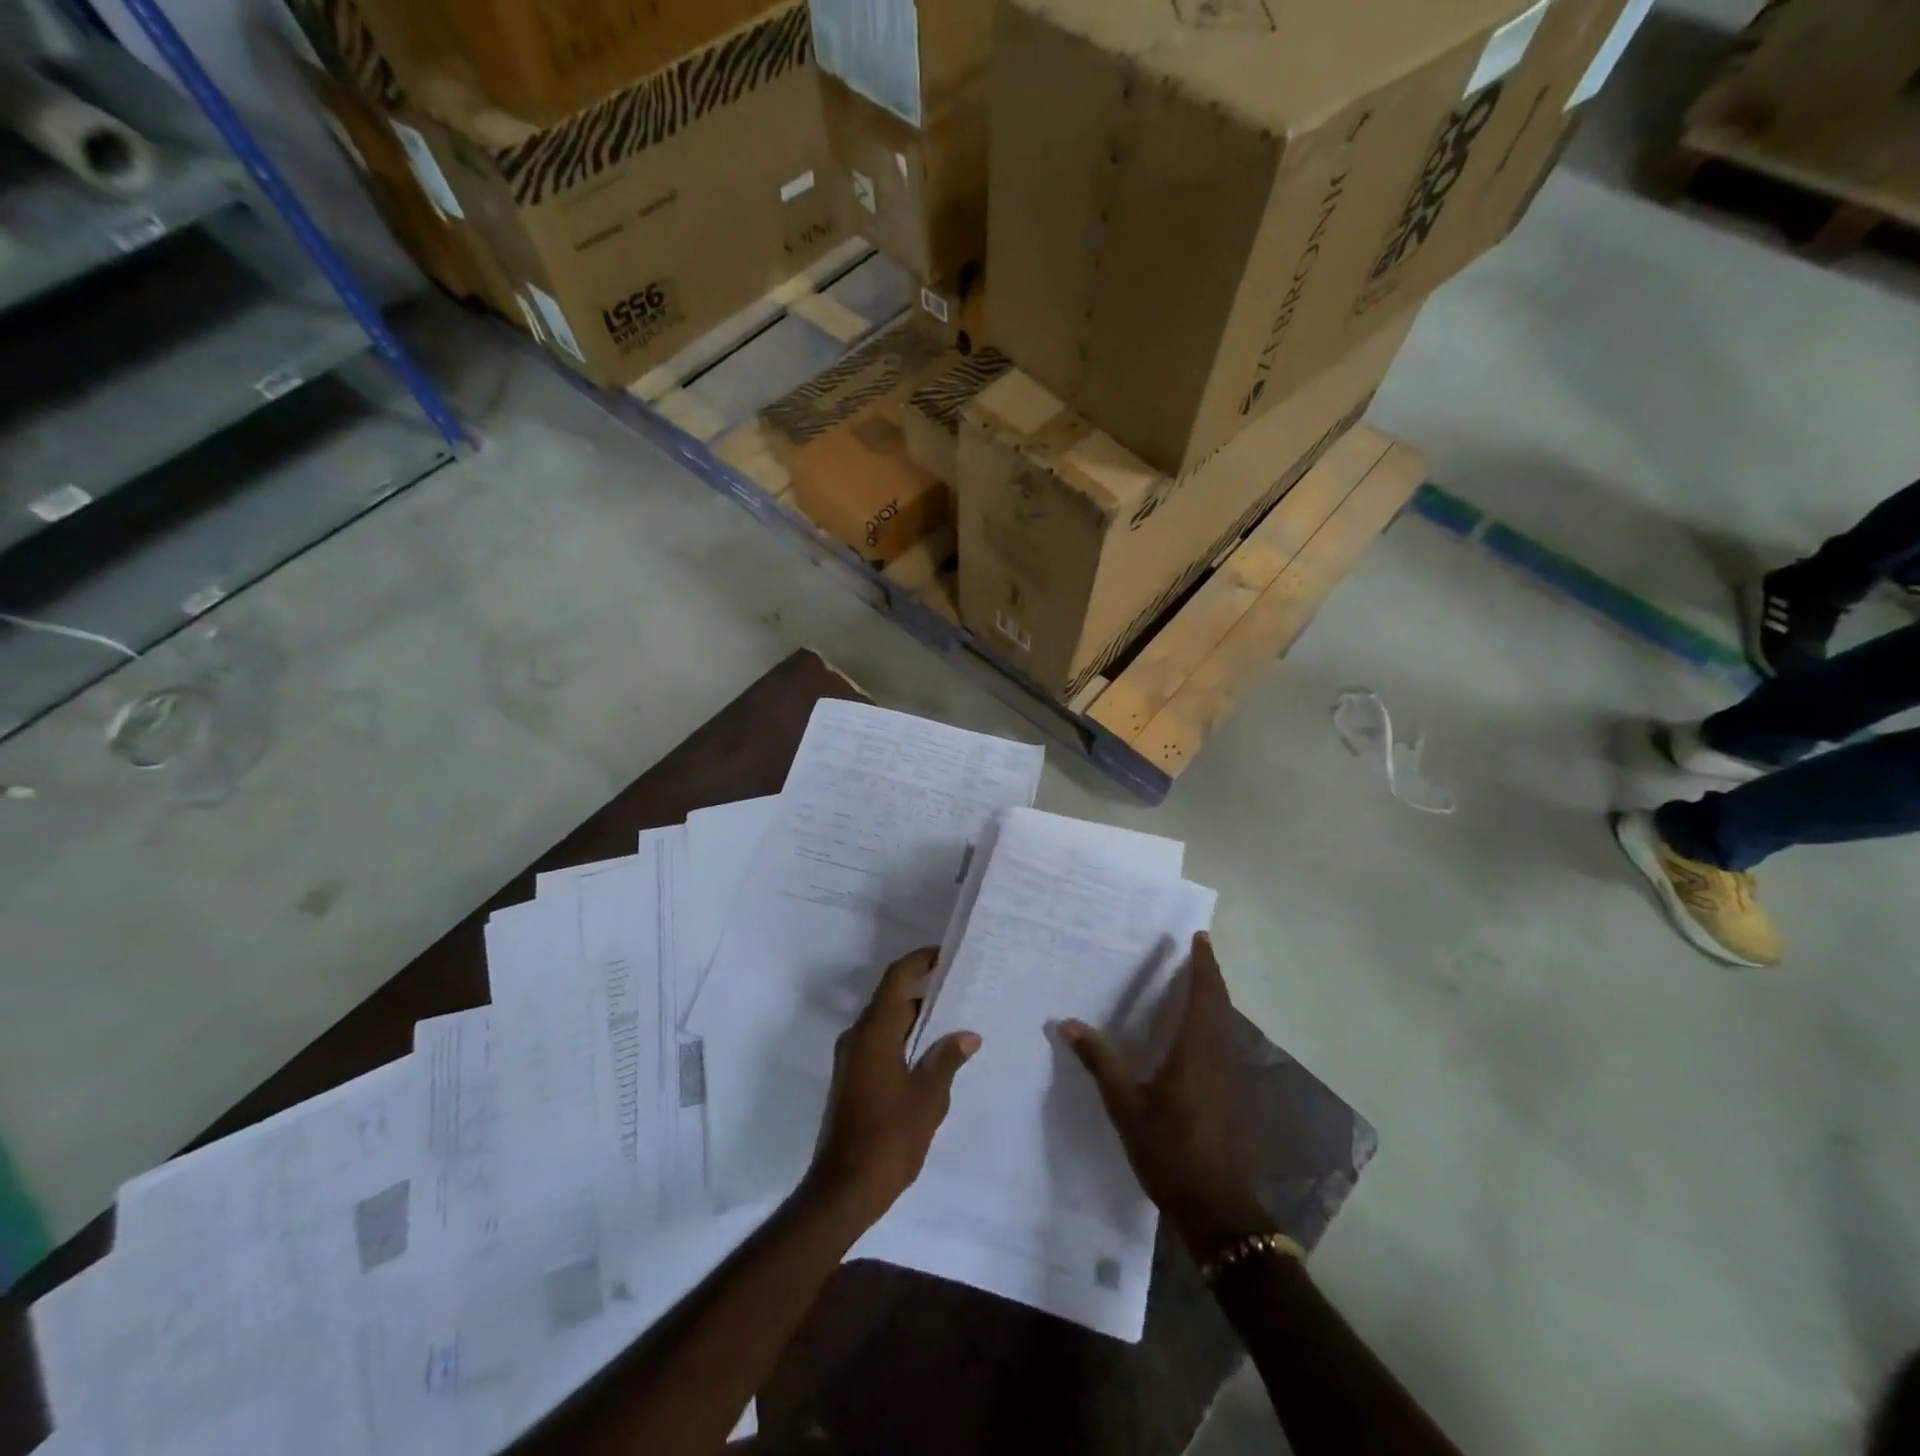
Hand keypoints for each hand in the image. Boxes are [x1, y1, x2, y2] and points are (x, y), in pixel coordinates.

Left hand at [806, 947, 980, 1227]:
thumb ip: (946, 1060)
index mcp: (874, 1032)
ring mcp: (851, 1058)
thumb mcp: (928, 1098)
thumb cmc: (889, 1138)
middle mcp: (857, 1036)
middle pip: (891, 999)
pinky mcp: (851, 1078)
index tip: (945, 954)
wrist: (843, 1189)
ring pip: (886, 1023)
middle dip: (923, 991)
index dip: (919, 961)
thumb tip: (967, 1036)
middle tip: (960, 989)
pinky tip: (930, 1055)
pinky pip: (880, 1043)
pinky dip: (904, 1039)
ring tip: (953, 1021)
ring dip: (915, 1018)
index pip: (896, 979)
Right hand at [1063, 932, 1271, 1256]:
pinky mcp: (1232, 1096)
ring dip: (1214, 999)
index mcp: (1196, 1052)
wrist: (1218, 1210)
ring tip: (1193, 984)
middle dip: (1209, 976)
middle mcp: (1218, 1056)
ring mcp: (1230, 1078)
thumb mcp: (1126, 1107)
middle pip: (1220, 1005)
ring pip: (1226, 1025)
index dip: (1203, 965)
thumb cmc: (1171, 1152)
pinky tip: (1194, 1035)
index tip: (1199, 938)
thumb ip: (1100, 1062)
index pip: (1204, 995)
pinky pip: (1224, 1044)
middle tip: (1194, 952)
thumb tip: (1068, 1024)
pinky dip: (1213, 1024)